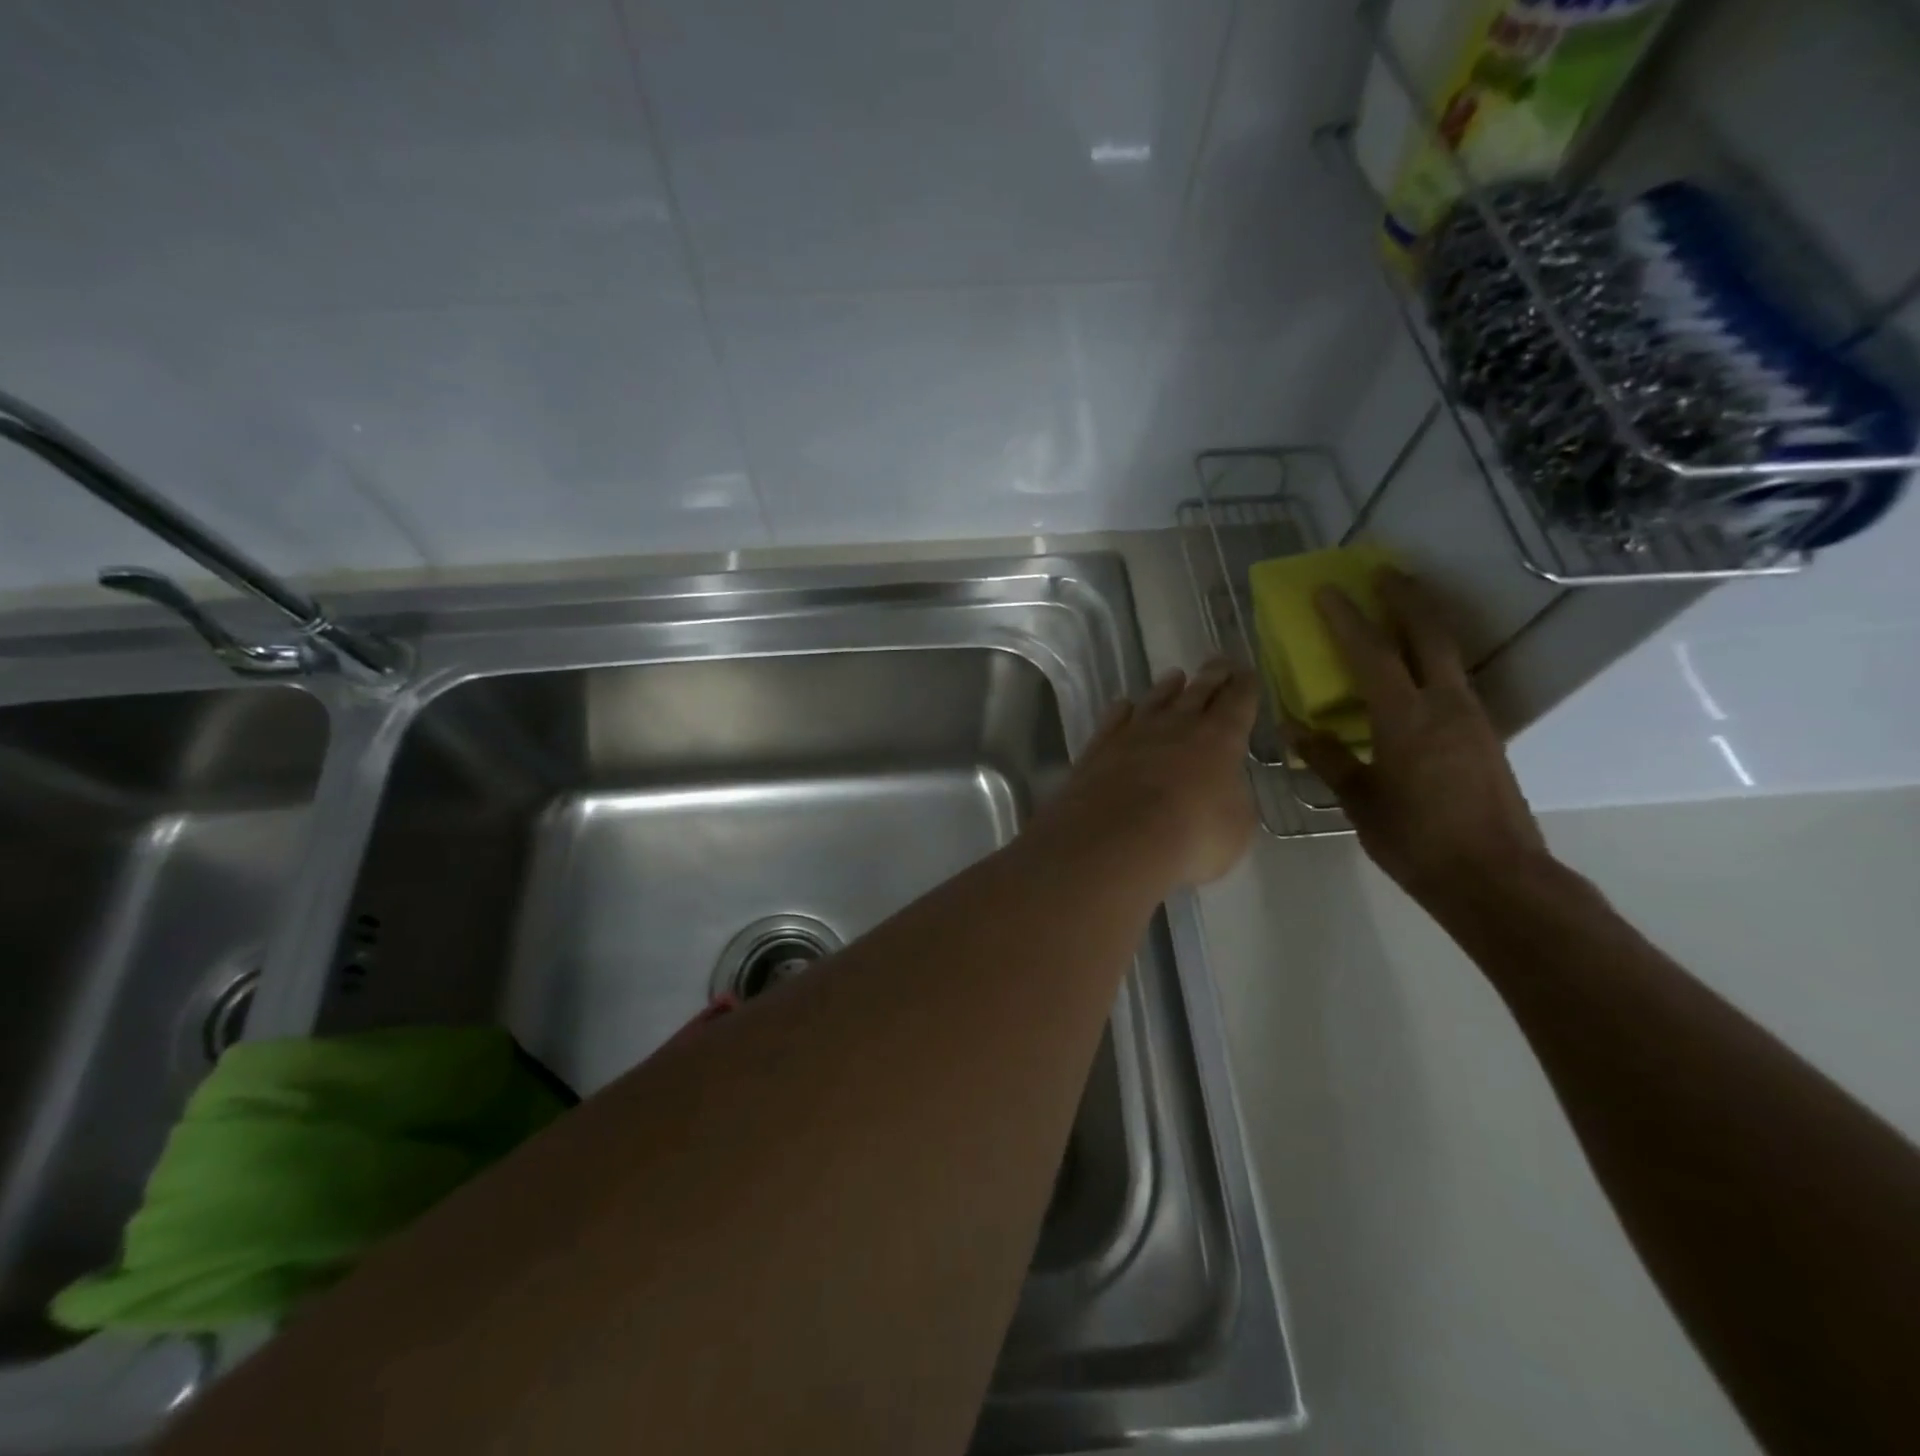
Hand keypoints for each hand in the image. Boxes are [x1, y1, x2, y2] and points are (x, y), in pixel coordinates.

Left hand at [1036, 659, 1260, 889]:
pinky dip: (1122, 710)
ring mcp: (1133, 732)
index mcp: (1220, 739)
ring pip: (1154, 700)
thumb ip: (1234, 800)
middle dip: (1212, 676)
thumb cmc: (1191, 837)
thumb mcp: (1236, 827)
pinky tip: (1124, 705)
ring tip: (1175, 676)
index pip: (1238, 702)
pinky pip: (1114, 719)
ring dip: (1167, 688)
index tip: (1248, 672)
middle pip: (1198, 692)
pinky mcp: (1099, 747)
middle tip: (1219, 662)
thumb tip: (1225, 789)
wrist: (1115, 838)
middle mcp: (1176, 725)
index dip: (1245, 687)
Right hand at [1286, 570, 1549, 905]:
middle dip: (1405, 597)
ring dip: (1424, 622)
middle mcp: (1446, 705)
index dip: (1347, 618)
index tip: (1327, 590)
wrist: (1494, 877)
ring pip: (1449, 653)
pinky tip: (1418, 669)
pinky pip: (1454, 679)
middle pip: (1428, 633)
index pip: (1372, 653)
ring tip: (1402, 607)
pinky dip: (1433, 657)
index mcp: (1406, 718)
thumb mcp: (1359, 800)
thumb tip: (1294, 728)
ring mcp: (1472, 717)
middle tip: (1384, 572)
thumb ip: (1327, 758)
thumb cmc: (1415, 839)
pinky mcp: (1484, 735)